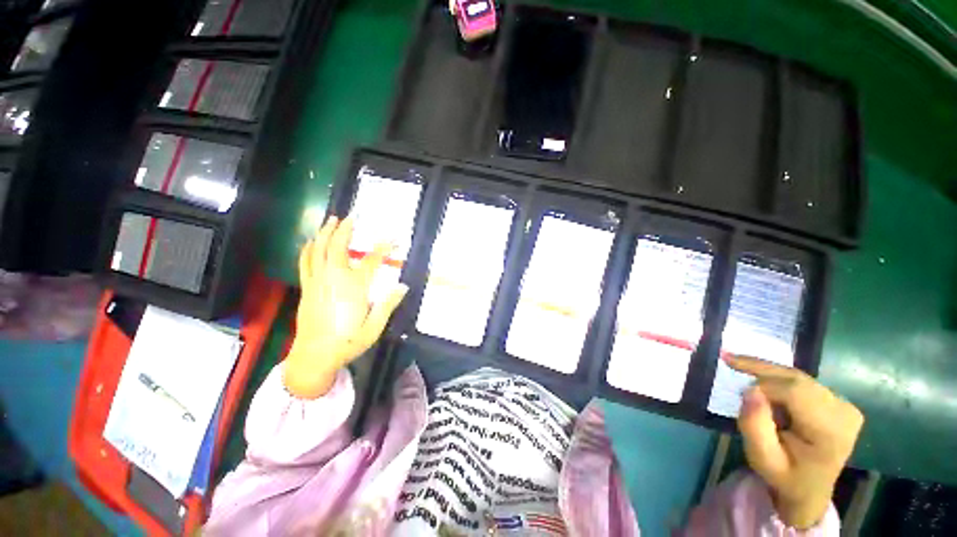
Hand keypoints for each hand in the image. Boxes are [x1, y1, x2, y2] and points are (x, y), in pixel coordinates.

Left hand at [283, 215, 407, 398]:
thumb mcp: (374, 327)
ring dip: (325, 233)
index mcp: (354, 288)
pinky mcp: (308, 288)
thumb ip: (388, 304)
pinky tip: (311, 241)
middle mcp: (334, 280)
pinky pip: (305, 262)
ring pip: (318, 251)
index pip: (371, 261)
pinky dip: (309, 248)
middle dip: (345, 229)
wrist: (314, 357)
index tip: (394, 238)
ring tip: (331, 220)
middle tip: (352, 216)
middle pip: (337, 247)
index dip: (384, 247)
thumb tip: (403, 286)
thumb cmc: (347, 342)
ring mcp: (317, 282)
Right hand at [727, 355, 863, 529]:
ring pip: (797, 376)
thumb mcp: (762, 459)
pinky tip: (759, 377)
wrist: (809, 489)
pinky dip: (777, 378)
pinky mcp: (839, 402)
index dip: (765, 388)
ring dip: (766, 372)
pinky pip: (802, 381)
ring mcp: (845, 405)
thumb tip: (750, 391)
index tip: (741, 395)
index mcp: (830, 431)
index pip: (795, 392)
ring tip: (736, 363)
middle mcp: (843, 412)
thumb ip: (755, 427)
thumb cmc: (784, 476)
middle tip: (727, 358)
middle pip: (797, 379)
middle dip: (761, 369)